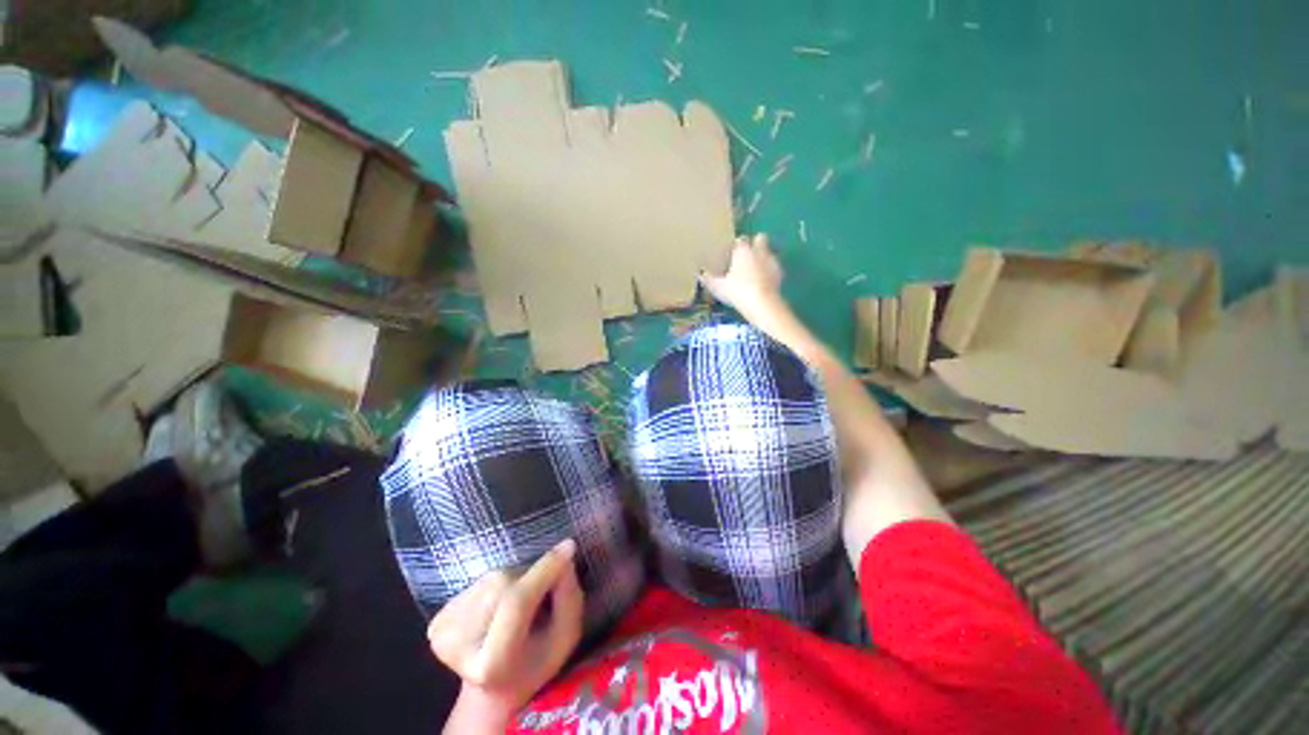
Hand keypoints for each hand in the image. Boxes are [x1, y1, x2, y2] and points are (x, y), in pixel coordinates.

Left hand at [427, 539, 584, 712]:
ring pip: (492, 579)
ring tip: (519, 604)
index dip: (544, 570)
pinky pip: (479, 583)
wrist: (490, 688)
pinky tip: (498, 607)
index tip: (569, 547)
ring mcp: (442, 634)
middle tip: (543, 593)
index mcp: (491, 664)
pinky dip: (498, 585)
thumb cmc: (534, 663)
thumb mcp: (564, 639)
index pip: (517, 602)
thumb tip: (564, 559)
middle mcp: (458, 648)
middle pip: (504, 585)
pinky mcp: (435, 622)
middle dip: (532, 578)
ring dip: (515, 580)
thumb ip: (569, 600)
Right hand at [700, 234, 785, 326]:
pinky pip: (775, 268)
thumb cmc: (737, 291)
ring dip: (763, 258)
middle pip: (760, 238)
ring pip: (769, 252)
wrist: (761, 304)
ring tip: (755, 271)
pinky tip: (763, 282)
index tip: (732, 253)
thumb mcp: (718, 287)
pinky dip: (770, 272)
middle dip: (755, 243)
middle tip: (746, 256)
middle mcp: (759, 251)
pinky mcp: (781, 274)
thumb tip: (700, 275)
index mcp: (743, 250)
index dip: (737, 245)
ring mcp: (772, 261)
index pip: (740, 240)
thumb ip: (709, 279)